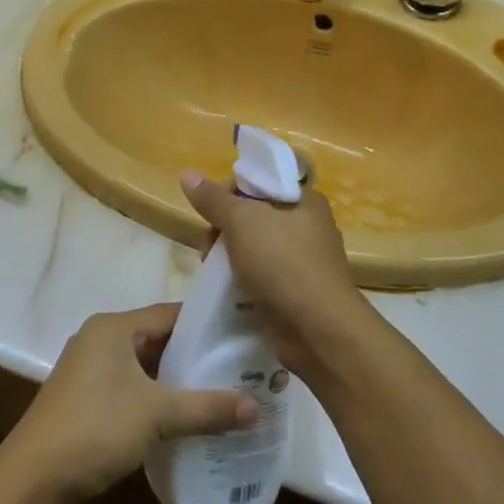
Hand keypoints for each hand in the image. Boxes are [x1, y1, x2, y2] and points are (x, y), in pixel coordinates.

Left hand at [3, 303, 257, 501]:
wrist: (32, 479)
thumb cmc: (95, 429)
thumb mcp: (157, 415)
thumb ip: (206, 408)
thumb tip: (257, 406)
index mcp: (113, 327)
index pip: (170, 313)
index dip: (206, 323)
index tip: (241, 335)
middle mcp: (100, 339)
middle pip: (158, 339)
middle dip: (196, 355)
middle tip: (239, 368)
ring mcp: (89, 370)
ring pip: (145, 366)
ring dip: (177, 380)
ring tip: (221, 393)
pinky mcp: (85, 399)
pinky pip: (131, 387)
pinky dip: (157, 398)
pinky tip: (184, 418)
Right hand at [180, 172, 367, 377]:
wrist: (317, 330)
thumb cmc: (282, 263)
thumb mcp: (242, 222)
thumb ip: (213, 199)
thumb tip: (187, 174)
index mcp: (304, 199)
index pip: (260, 181)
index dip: (230, 191)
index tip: (211, 211)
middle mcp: (307, 225)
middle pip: (253, 214)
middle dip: (224, 228)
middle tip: (208, 246)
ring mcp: (302, 260)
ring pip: (253, 246)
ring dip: (229, 256)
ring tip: (213, 270)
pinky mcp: (294, 290)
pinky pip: (260, 274)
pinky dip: (242, 279)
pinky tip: (228, 289)